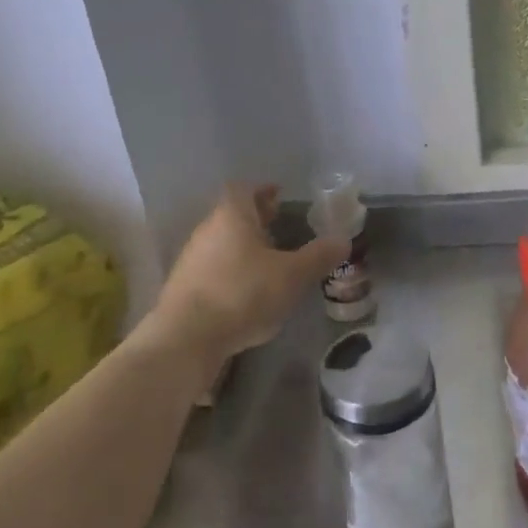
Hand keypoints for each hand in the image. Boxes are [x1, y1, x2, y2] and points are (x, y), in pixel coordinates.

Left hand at [148, 185, 348, 371]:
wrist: (186, 338)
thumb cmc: (242, 294)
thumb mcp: (292, 276)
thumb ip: (319, 257)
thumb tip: (343, 240)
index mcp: (231, 216)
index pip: (243, 189)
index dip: (262, 191)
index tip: (279, 197)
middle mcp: (207, 230)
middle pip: (232, 215)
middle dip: (256, 219)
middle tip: (280, 226)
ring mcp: (191, 259)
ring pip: (222, 242)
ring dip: (243, 247)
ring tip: (269, 262)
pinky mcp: (184, 288)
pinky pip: (213, 268)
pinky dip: (232, 271)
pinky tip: (247, 291)